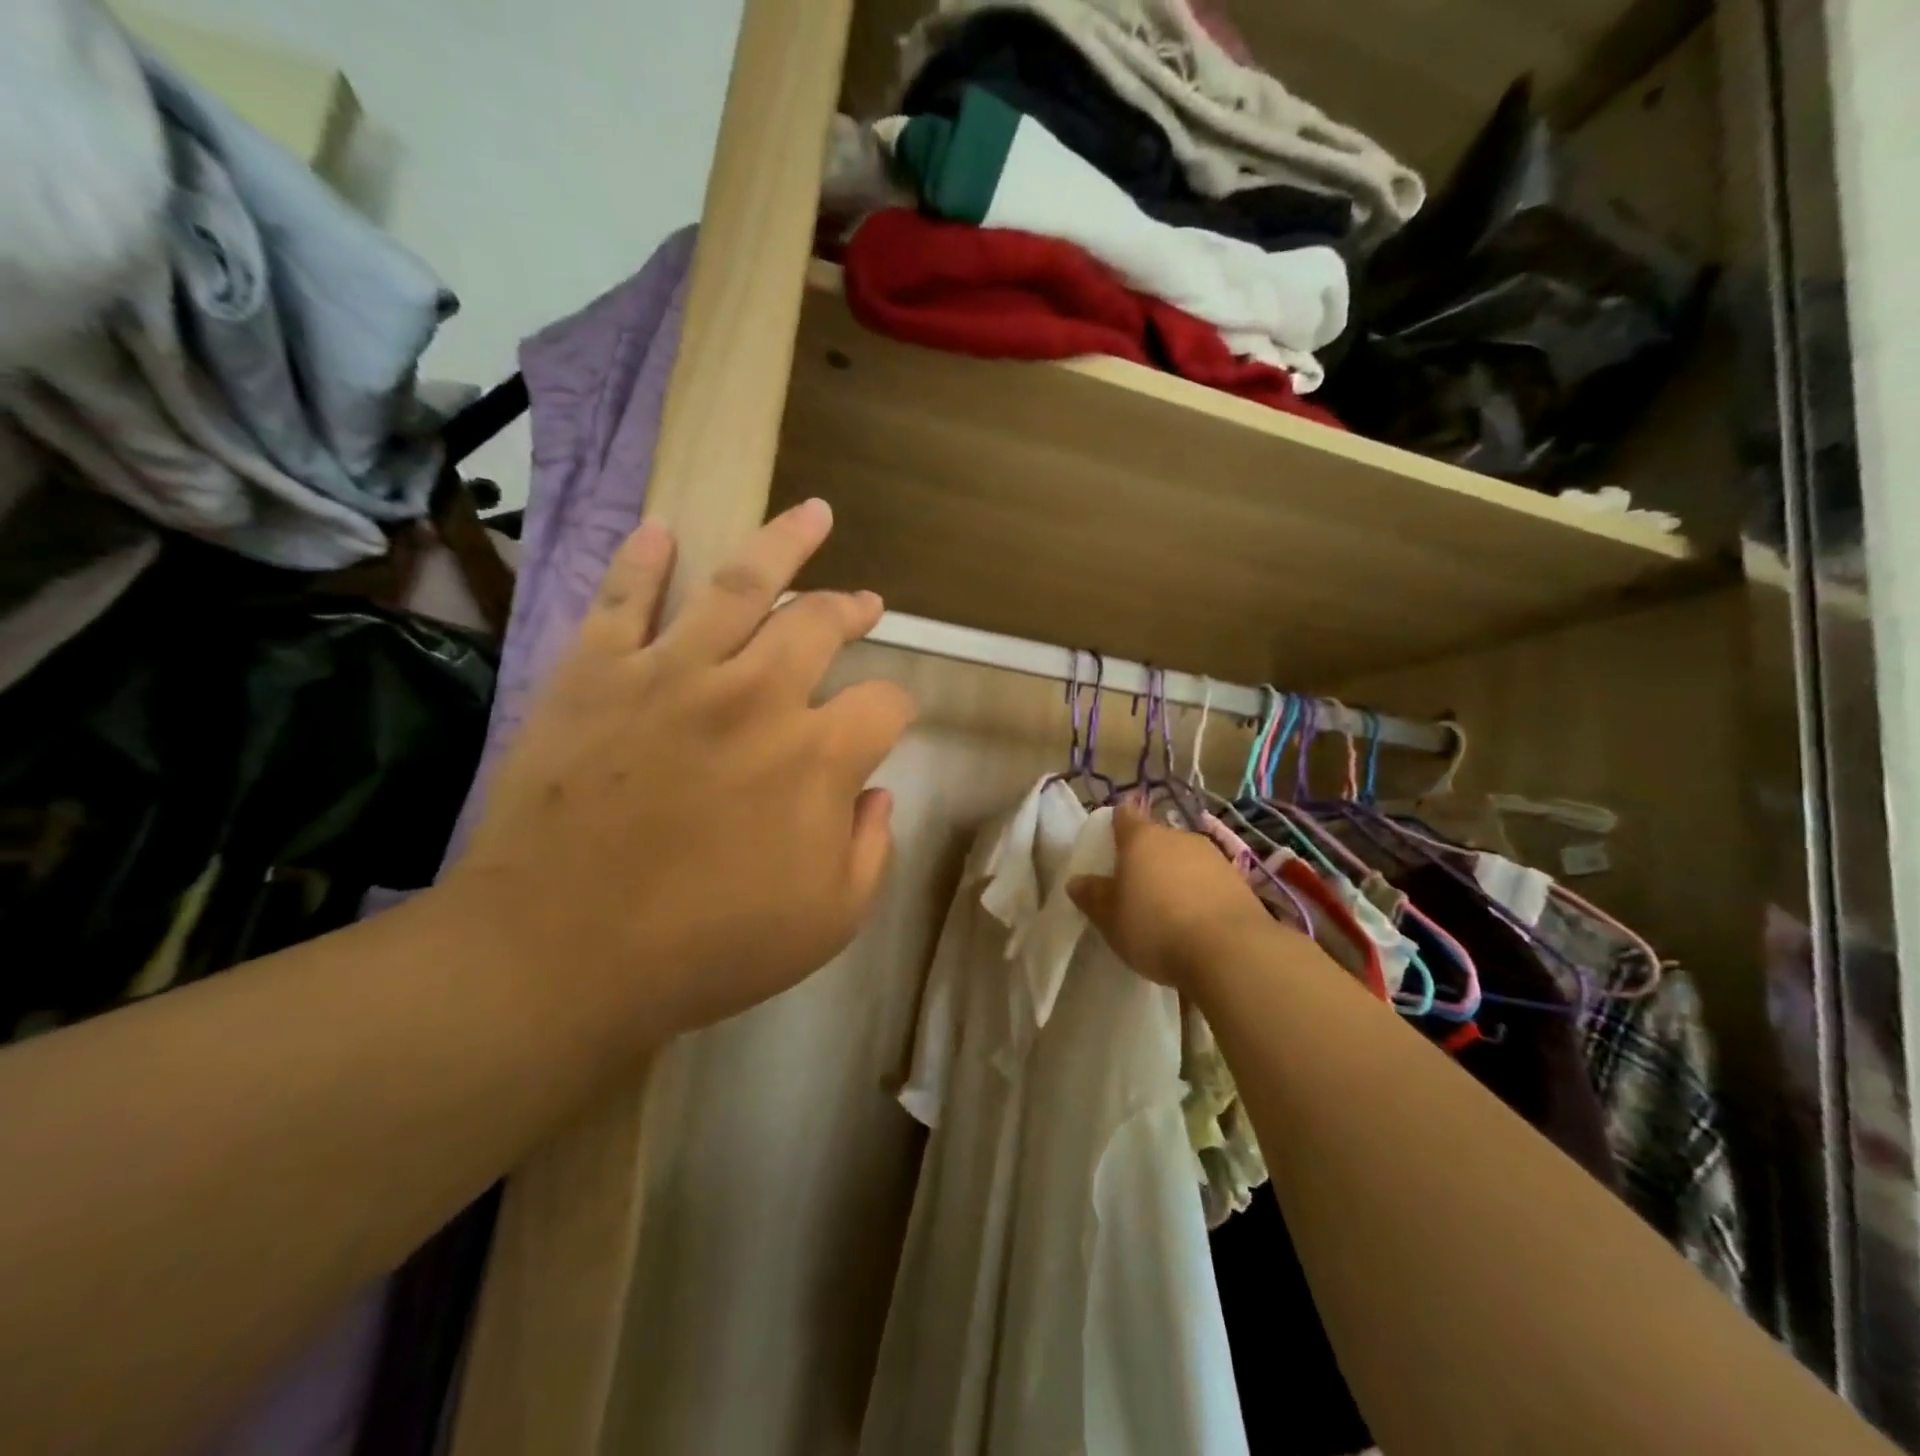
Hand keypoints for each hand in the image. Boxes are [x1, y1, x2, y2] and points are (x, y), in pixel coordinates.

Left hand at [443, 498, 915, 1056]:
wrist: (561, 956)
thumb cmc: (708, 947)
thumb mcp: (830, 921)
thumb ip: (871, 848)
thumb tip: (875, 793)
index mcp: (818, 755)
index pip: (886, 703)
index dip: (898, 709)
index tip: (888, 723)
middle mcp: (757, 694)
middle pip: (821, 623)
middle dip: (853, 609)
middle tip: (865, 602)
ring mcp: (673, 673)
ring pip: (740, 584)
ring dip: (784, 543)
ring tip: (813, 514)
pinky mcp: (597, 673)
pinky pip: (623, 598)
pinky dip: (643, 559)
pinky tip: (663, 529)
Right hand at [1069, 801, 1275, 991]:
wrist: (1231, 952)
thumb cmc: (1155, 927)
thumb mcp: (1110, 918)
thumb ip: (1092, 896)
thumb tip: (1077, 881)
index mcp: (1141, 838)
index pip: (1124, 816)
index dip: (1116, 824)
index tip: (1110, 842)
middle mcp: (1178, 837)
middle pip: (1156, 838)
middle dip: (1146, 857)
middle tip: (1135, 887)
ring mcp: (1213, 856)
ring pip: (1185, 859)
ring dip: (1175, 876)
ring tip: (1167, 910)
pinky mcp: (1239, 881)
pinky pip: (1208, 881)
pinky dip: (1199, 894)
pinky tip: (1195, 922)